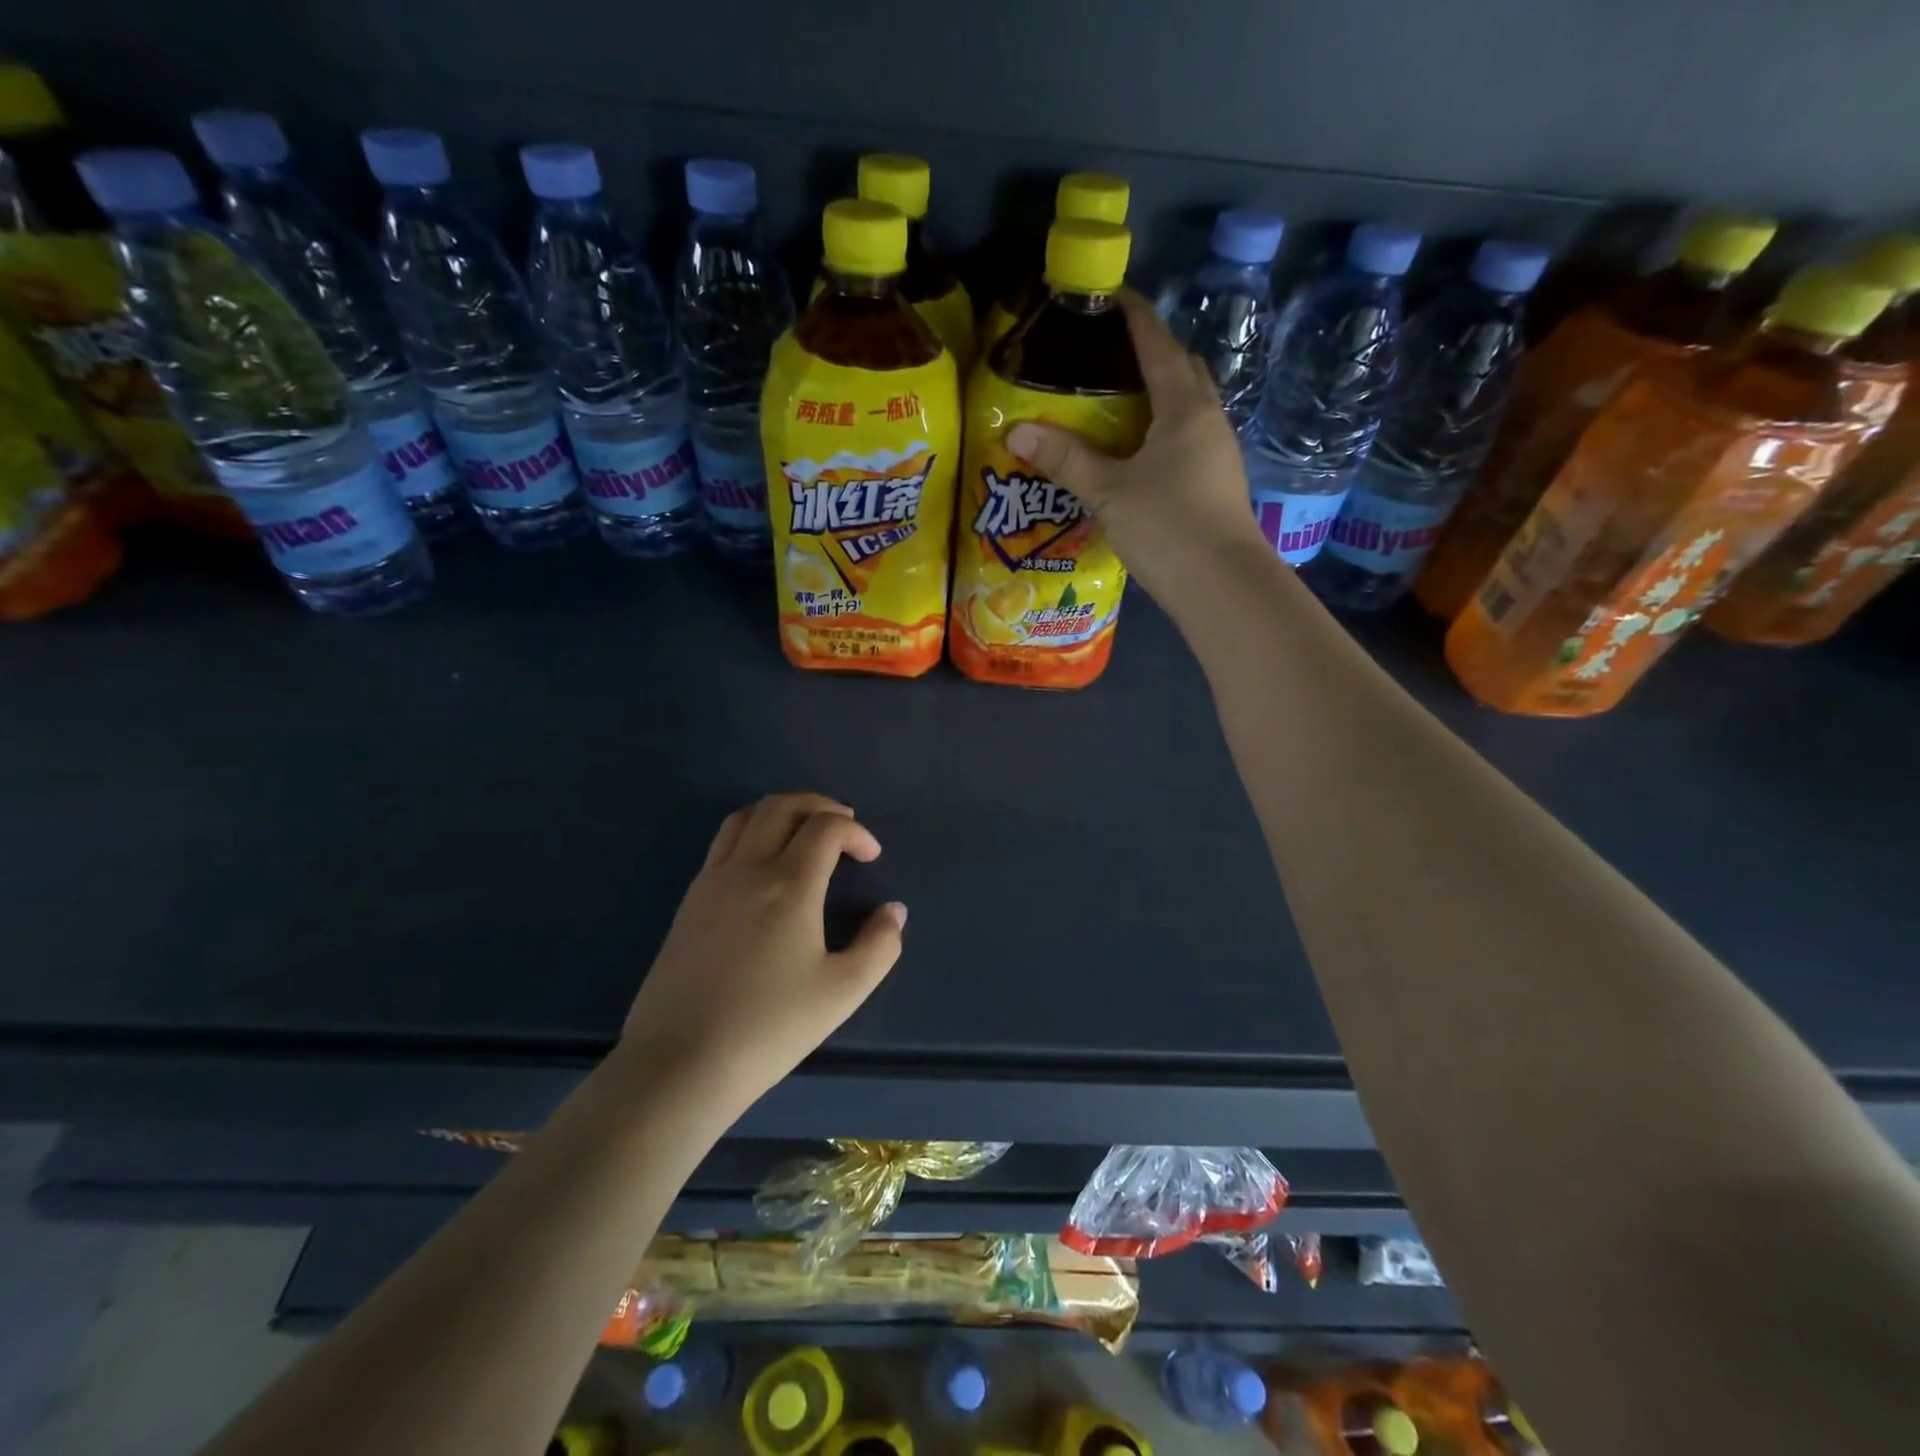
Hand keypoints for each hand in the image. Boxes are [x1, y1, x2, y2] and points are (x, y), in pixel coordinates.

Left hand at [621, 793, 905, 1104]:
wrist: (680, 1064)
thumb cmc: (769, 1027)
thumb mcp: (843, 992)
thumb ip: (879, 945)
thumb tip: (894, 911)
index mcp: (789, 884)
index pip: (826, 827)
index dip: (856, 831)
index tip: (871, 857)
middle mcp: (748, 868)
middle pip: (782, 806)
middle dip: (819, 805)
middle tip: (843, 825)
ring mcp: (712, 881)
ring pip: (745, 817)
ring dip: (782, 812)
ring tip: (804, 833)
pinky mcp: (689, 901)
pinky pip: (722, 843)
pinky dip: (752, 832)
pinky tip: (764, 866)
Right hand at [1006, 290, 1269, 602]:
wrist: (1222, 585)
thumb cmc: (1167, 526)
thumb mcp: (1109, 492)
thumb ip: (1066, 459)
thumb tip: (1017, 432)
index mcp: (1184, 407)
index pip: (1158, 344)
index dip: (1135, 316)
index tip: (1110, 296)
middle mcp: (1208, 420)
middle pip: (1182, 370)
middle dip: (1150, 352)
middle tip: (1109, 354)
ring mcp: (1217, 453)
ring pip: (1187, 407)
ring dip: (1159, 395)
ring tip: (1117, 402)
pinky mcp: (1216, 483)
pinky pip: (1187, 439)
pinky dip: (1162, 431)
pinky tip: (1137, 452)